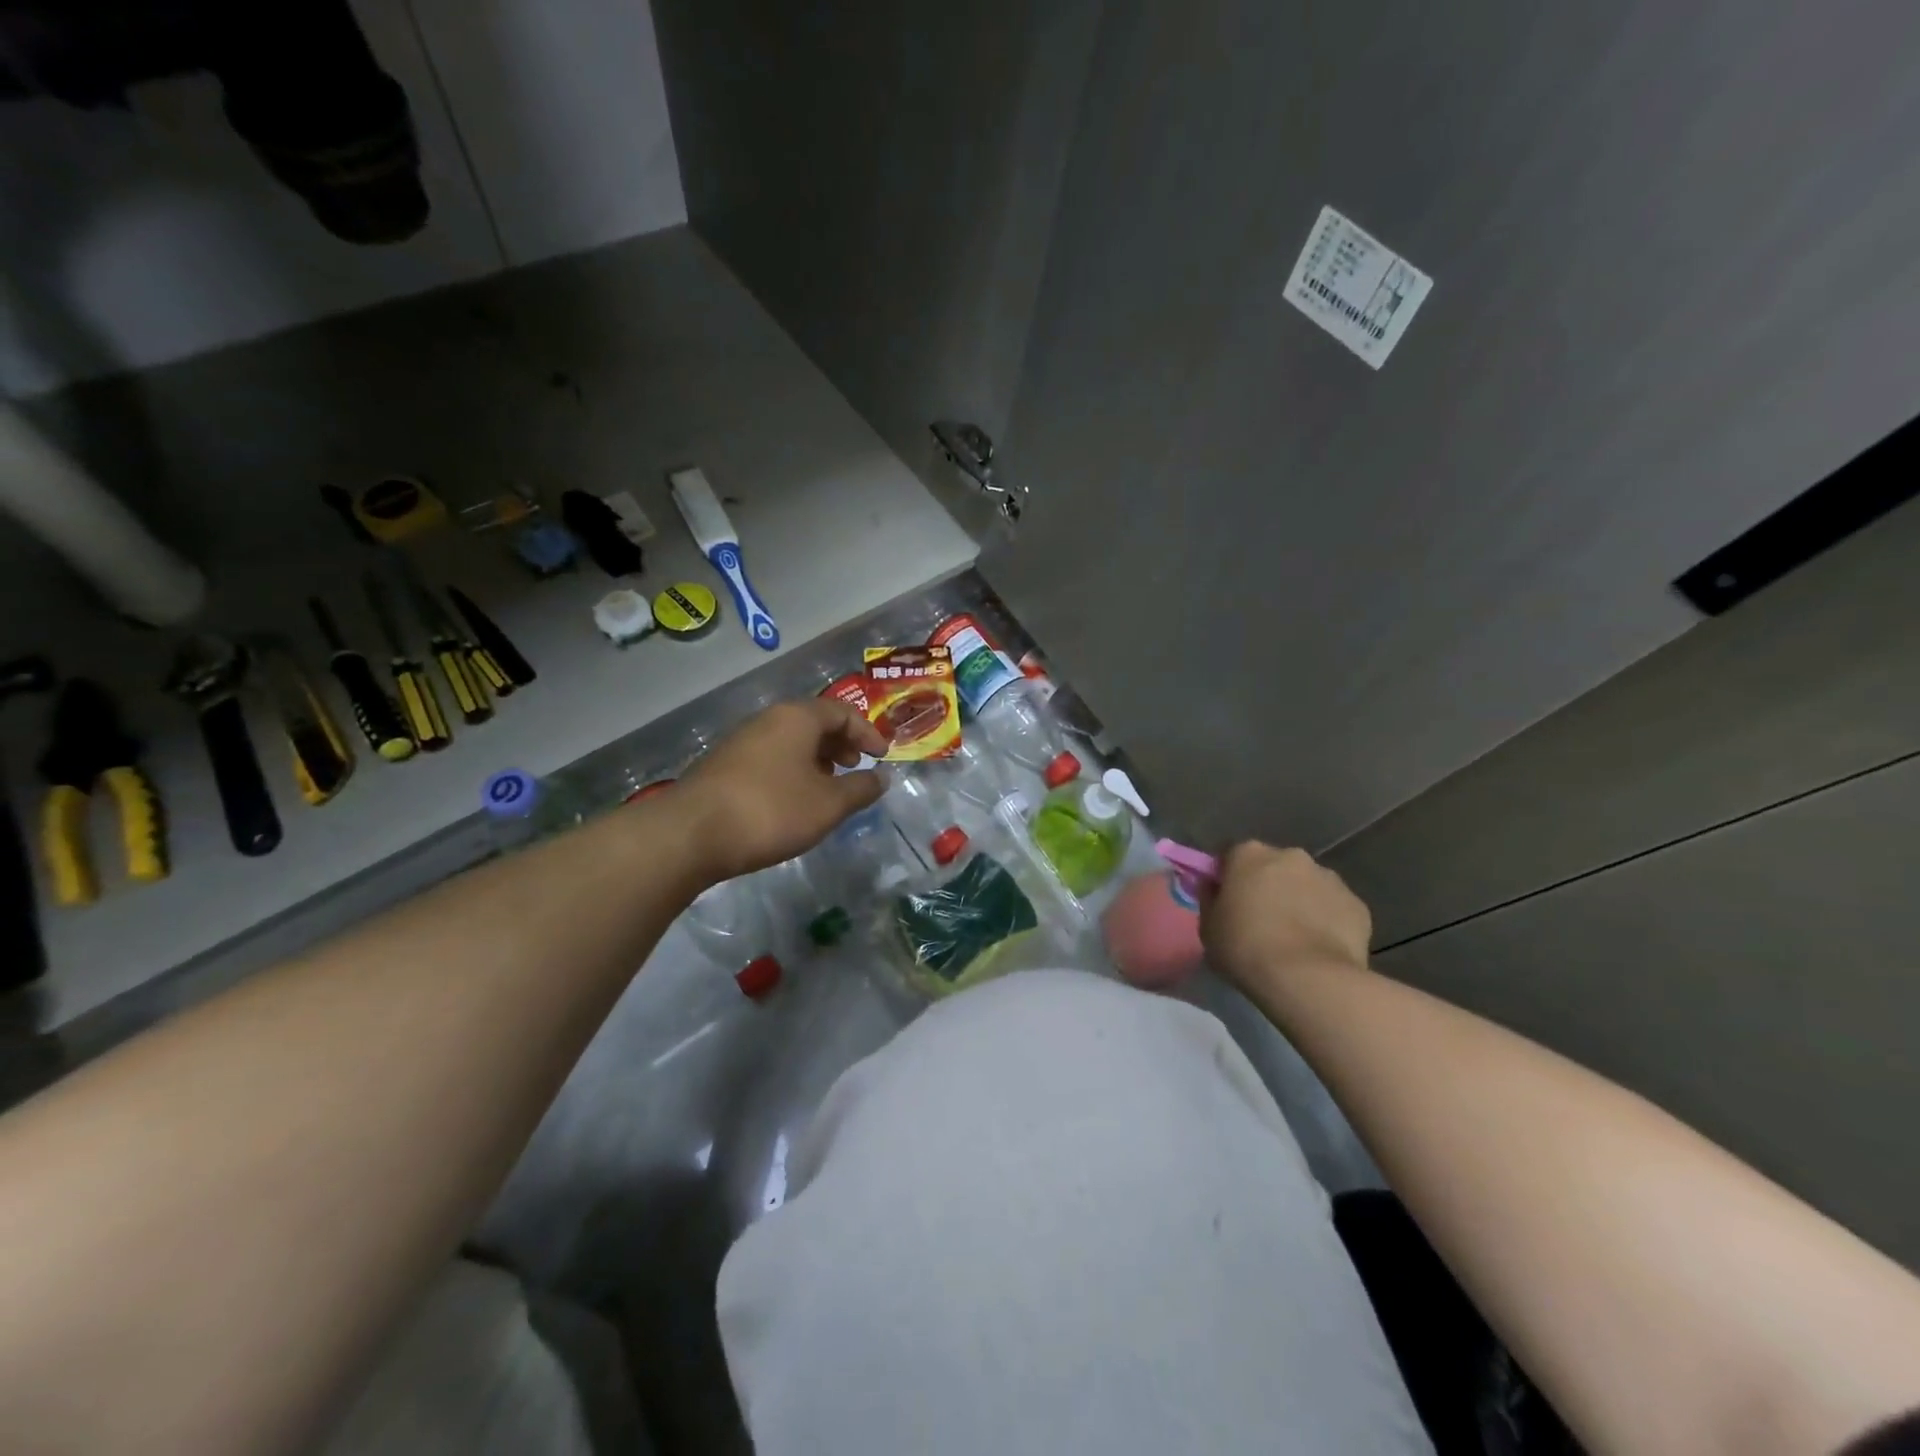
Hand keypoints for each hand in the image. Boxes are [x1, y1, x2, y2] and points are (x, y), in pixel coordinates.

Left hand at [678, 698, 889, 881]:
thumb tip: (881, 778)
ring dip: (816, 759)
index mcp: (796, 717)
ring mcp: (741, 741)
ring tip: (827, 788)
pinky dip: (792, 770)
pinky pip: (770, 757)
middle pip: (814, 722)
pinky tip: (793, 801)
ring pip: (790, 741)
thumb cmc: (771, 810)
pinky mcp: (723, 766)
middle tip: (855, 768)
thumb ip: (860, 789)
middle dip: (841, 744)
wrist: (691, 834)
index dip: (867, 733)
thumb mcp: (828, 804)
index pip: (842, 712)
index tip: (882, 758)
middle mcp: (767, 719)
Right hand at [1200, 842, 1372, 993]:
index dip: (1227, 877)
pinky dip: (1327, 921)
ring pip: (1308, 885)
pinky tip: (1320, 949)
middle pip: (1273, 866)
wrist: (1308, 979)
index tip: (1226, 901)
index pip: (1231, 855)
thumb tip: (1215, 888)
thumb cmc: (1246, 948)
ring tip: (1295, 938)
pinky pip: (1334, 908)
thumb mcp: (1208, 927)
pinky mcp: (1357, 904)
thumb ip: (1211, 900)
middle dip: (1268, 886)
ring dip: (1299, 901)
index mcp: (1249, 854)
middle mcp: (1290, 855)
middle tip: (1261, 920)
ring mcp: (1329, 878)